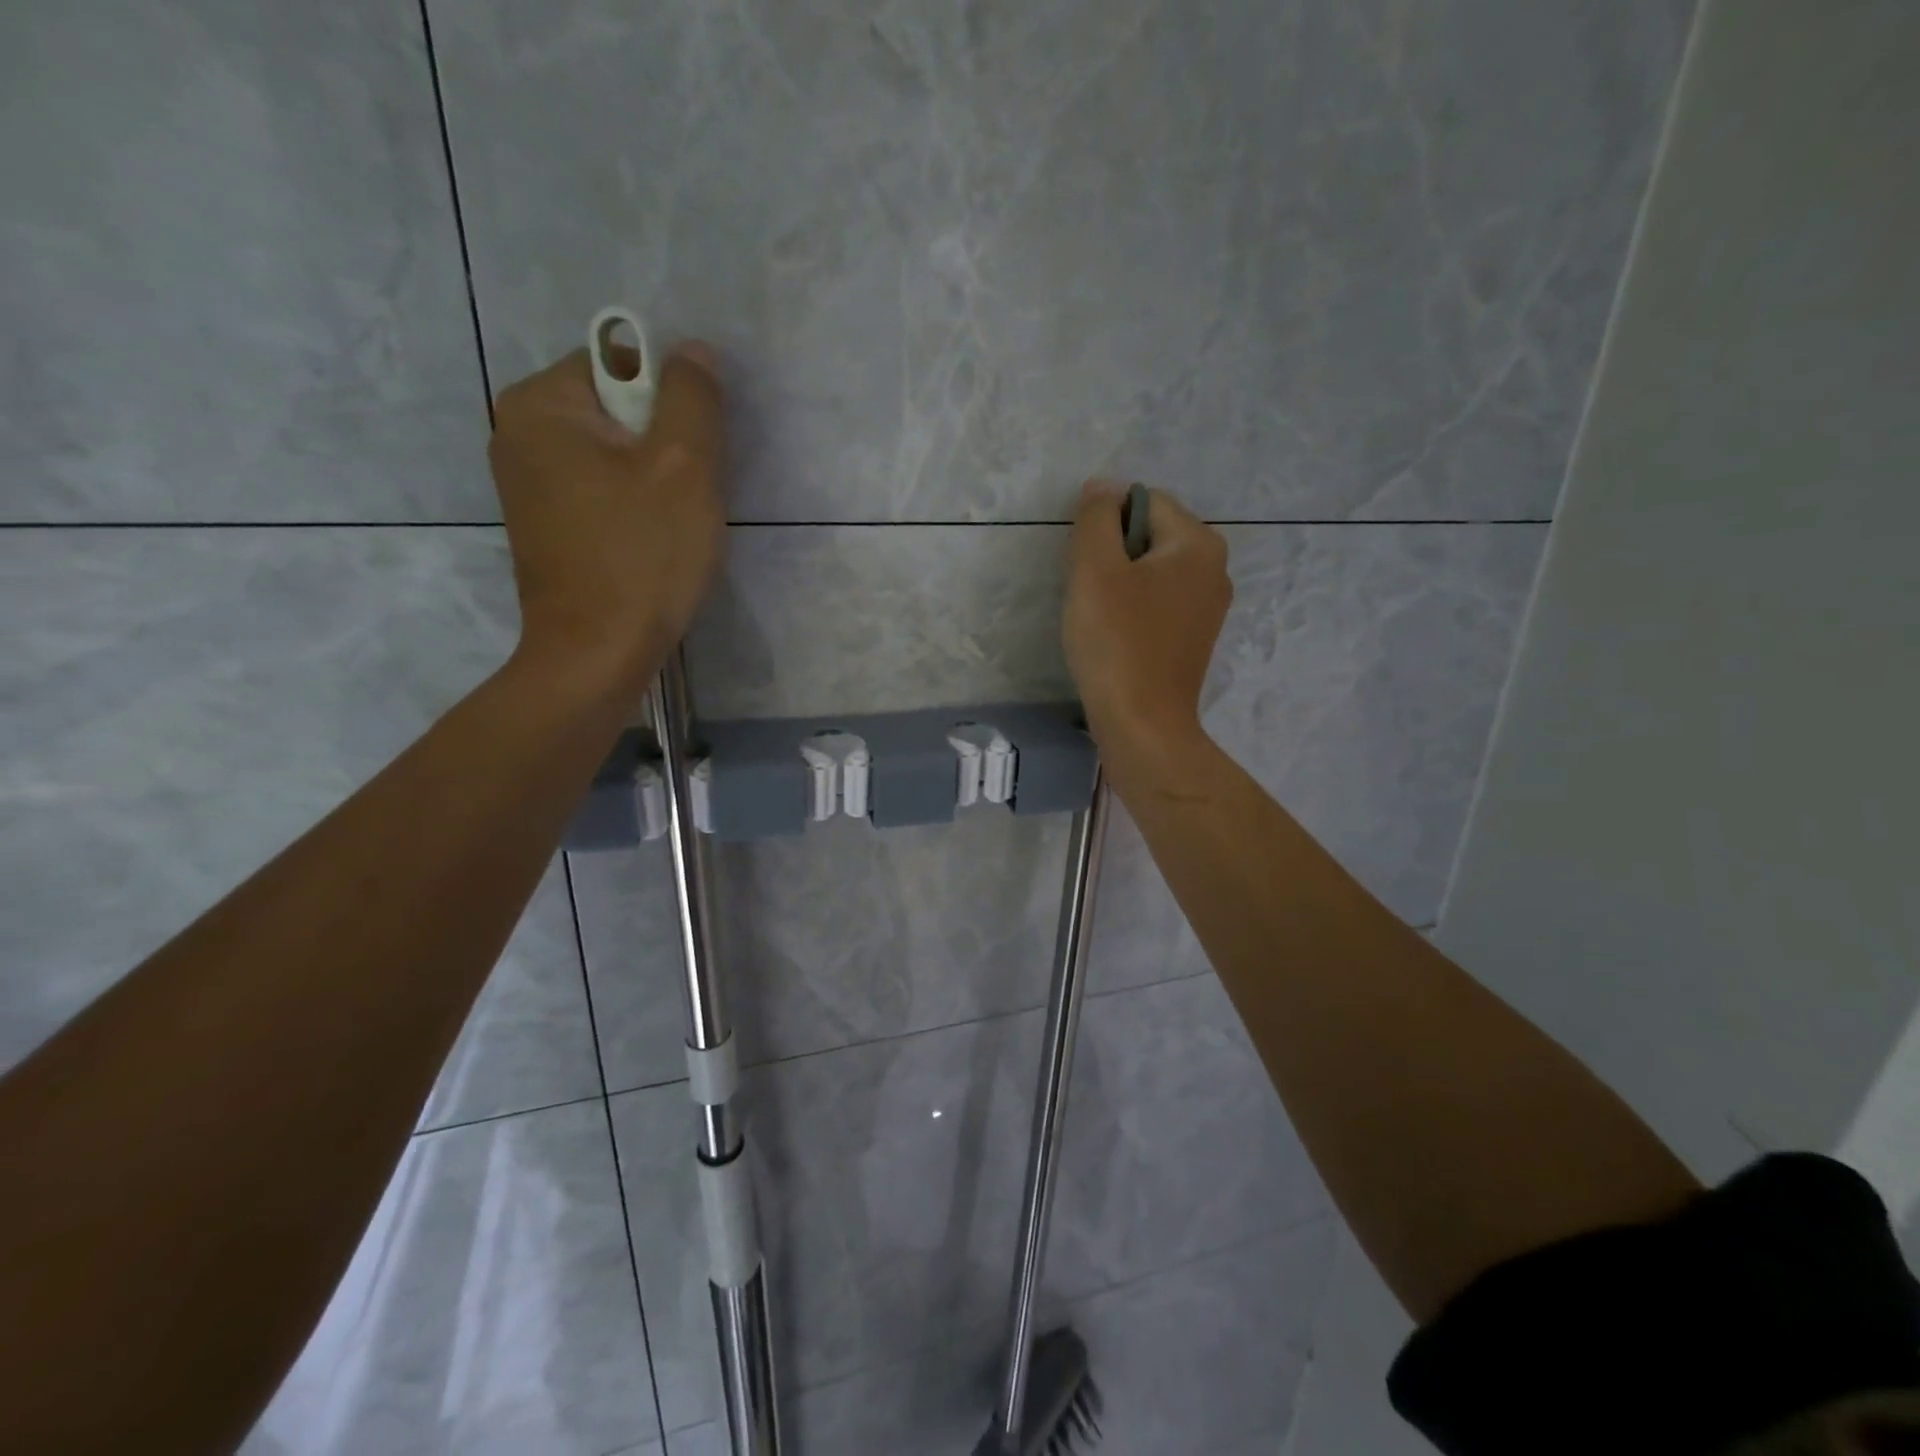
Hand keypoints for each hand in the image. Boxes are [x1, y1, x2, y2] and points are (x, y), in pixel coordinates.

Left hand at [488, 341, 725, 695]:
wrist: (596, 654)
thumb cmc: (642, 557)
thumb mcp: (683, 467)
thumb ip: (692, 398)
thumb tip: (693, 350)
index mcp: (541, 404)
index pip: (622, 364)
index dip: (672, 403)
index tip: (693, 456)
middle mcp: (518, 432)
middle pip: (616, 410)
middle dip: (664, 444)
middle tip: (689, 495)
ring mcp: (526, 483)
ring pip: (613, 454)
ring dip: (654, 479)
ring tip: (673, 525)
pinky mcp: (545, 525)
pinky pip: (600, 490)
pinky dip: (632, 506)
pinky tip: (651, 544)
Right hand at [1062, 480, 1231, 775]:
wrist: (1143, 725)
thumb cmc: (1117, 642)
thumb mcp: (1095, 569)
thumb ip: (1096, 518)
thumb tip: (1102, 487)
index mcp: (1199, 544)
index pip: (1145, 501)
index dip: (1105, 522)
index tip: (1083, 562)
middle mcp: (1215, 569)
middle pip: (1151, 536)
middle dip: (1113, 554)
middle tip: (1088, 590)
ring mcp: (1209, 609)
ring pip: (1152, 572)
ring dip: (1120, 584)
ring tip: (1098, 616)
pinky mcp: (1194, 640)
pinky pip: (1159, 604)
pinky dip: (1133, 610)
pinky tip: (1115, 637)